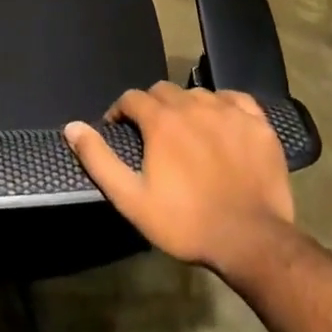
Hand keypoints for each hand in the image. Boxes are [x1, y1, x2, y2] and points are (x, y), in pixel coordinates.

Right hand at [65, 81, 294, 277]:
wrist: (251, 241)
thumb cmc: (185, 222)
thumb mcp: (131, 199)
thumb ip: (98, 159)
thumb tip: (72, 127)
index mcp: (162, 120)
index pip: (132, 98)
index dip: (121, 112)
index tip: (120, 130)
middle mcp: (194, 105)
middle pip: (164, 91)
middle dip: (152, 107)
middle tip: (152, 135)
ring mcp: (230, 112)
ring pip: (198, 94)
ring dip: (185, 107)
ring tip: (186, 133)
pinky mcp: (259, 124)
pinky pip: (235, 99)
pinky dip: (223, 105)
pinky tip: (222, 123)